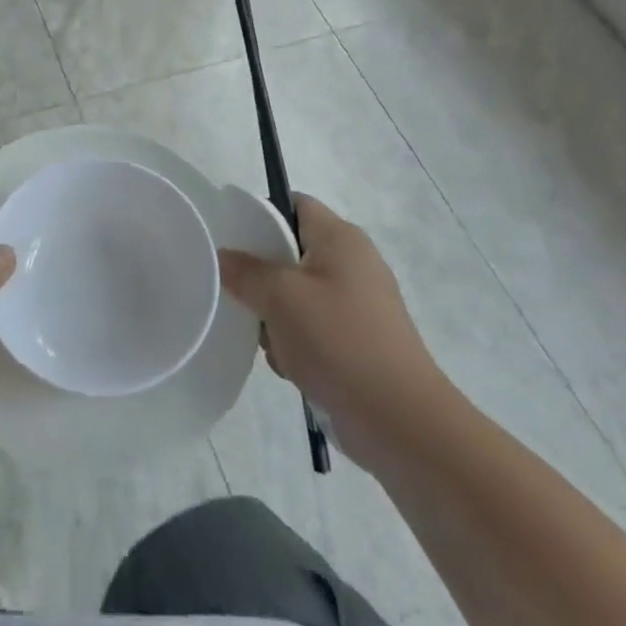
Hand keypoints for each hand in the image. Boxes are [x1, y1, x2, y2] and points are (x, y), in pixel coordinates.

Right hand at [218, 195, 445, 459]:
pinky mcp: (360, 341)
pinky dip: (298, 343)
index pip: (293, 204)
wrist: (400, 421)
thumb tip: (224, 256)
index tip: (231, 241)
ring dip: (277, 317)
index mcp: (340, 238)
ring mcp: (359, 305)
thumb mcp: (280, 297)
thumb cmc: (338, 341)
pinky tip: (292, 367)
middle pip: (292, 252)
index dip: (260, 214)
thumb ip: (245, 271)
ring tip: (272, 342)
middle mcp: (353, 263)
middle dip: (264, 277)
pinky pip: (314, 327)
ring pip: (298, 294)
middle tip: (245, 297)